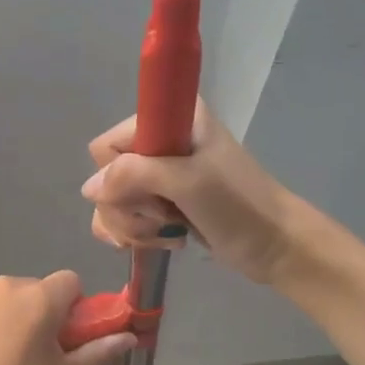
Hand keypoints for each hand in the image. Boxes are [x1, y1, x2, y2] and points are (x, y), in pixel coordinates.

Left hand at [0, 271, 133, 364]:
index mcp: (40, 298)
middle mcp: (6, 284)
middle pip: (34, 289)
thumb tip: (130, 337)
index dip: (72, 308)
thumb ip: (96, 351)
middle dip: (37, 313)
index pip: (70, 282)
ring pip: (2, 296)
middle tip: (29, 354)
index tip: (63, 338)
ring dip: (6, 315)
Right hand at [82, 101, 301, 284]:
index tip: (151, 192)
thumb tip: (89, 189)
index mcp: (170, 119)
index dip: (118, 176)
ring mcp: (159, 175)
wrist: (275, 246)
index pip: (108, 145)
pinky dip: (137, 235)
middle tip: (163, 215)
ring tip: (165, 233)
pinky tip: (163, 241)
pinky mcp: (161, 204)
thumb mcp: (188, 181)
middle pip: (106, 177)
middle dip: (127, 207)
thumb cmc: (238, 206)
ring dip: (132, 226)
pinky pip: (124, 218)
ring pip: (111, 202)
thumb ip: (134, 175)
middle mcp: (159, 141)